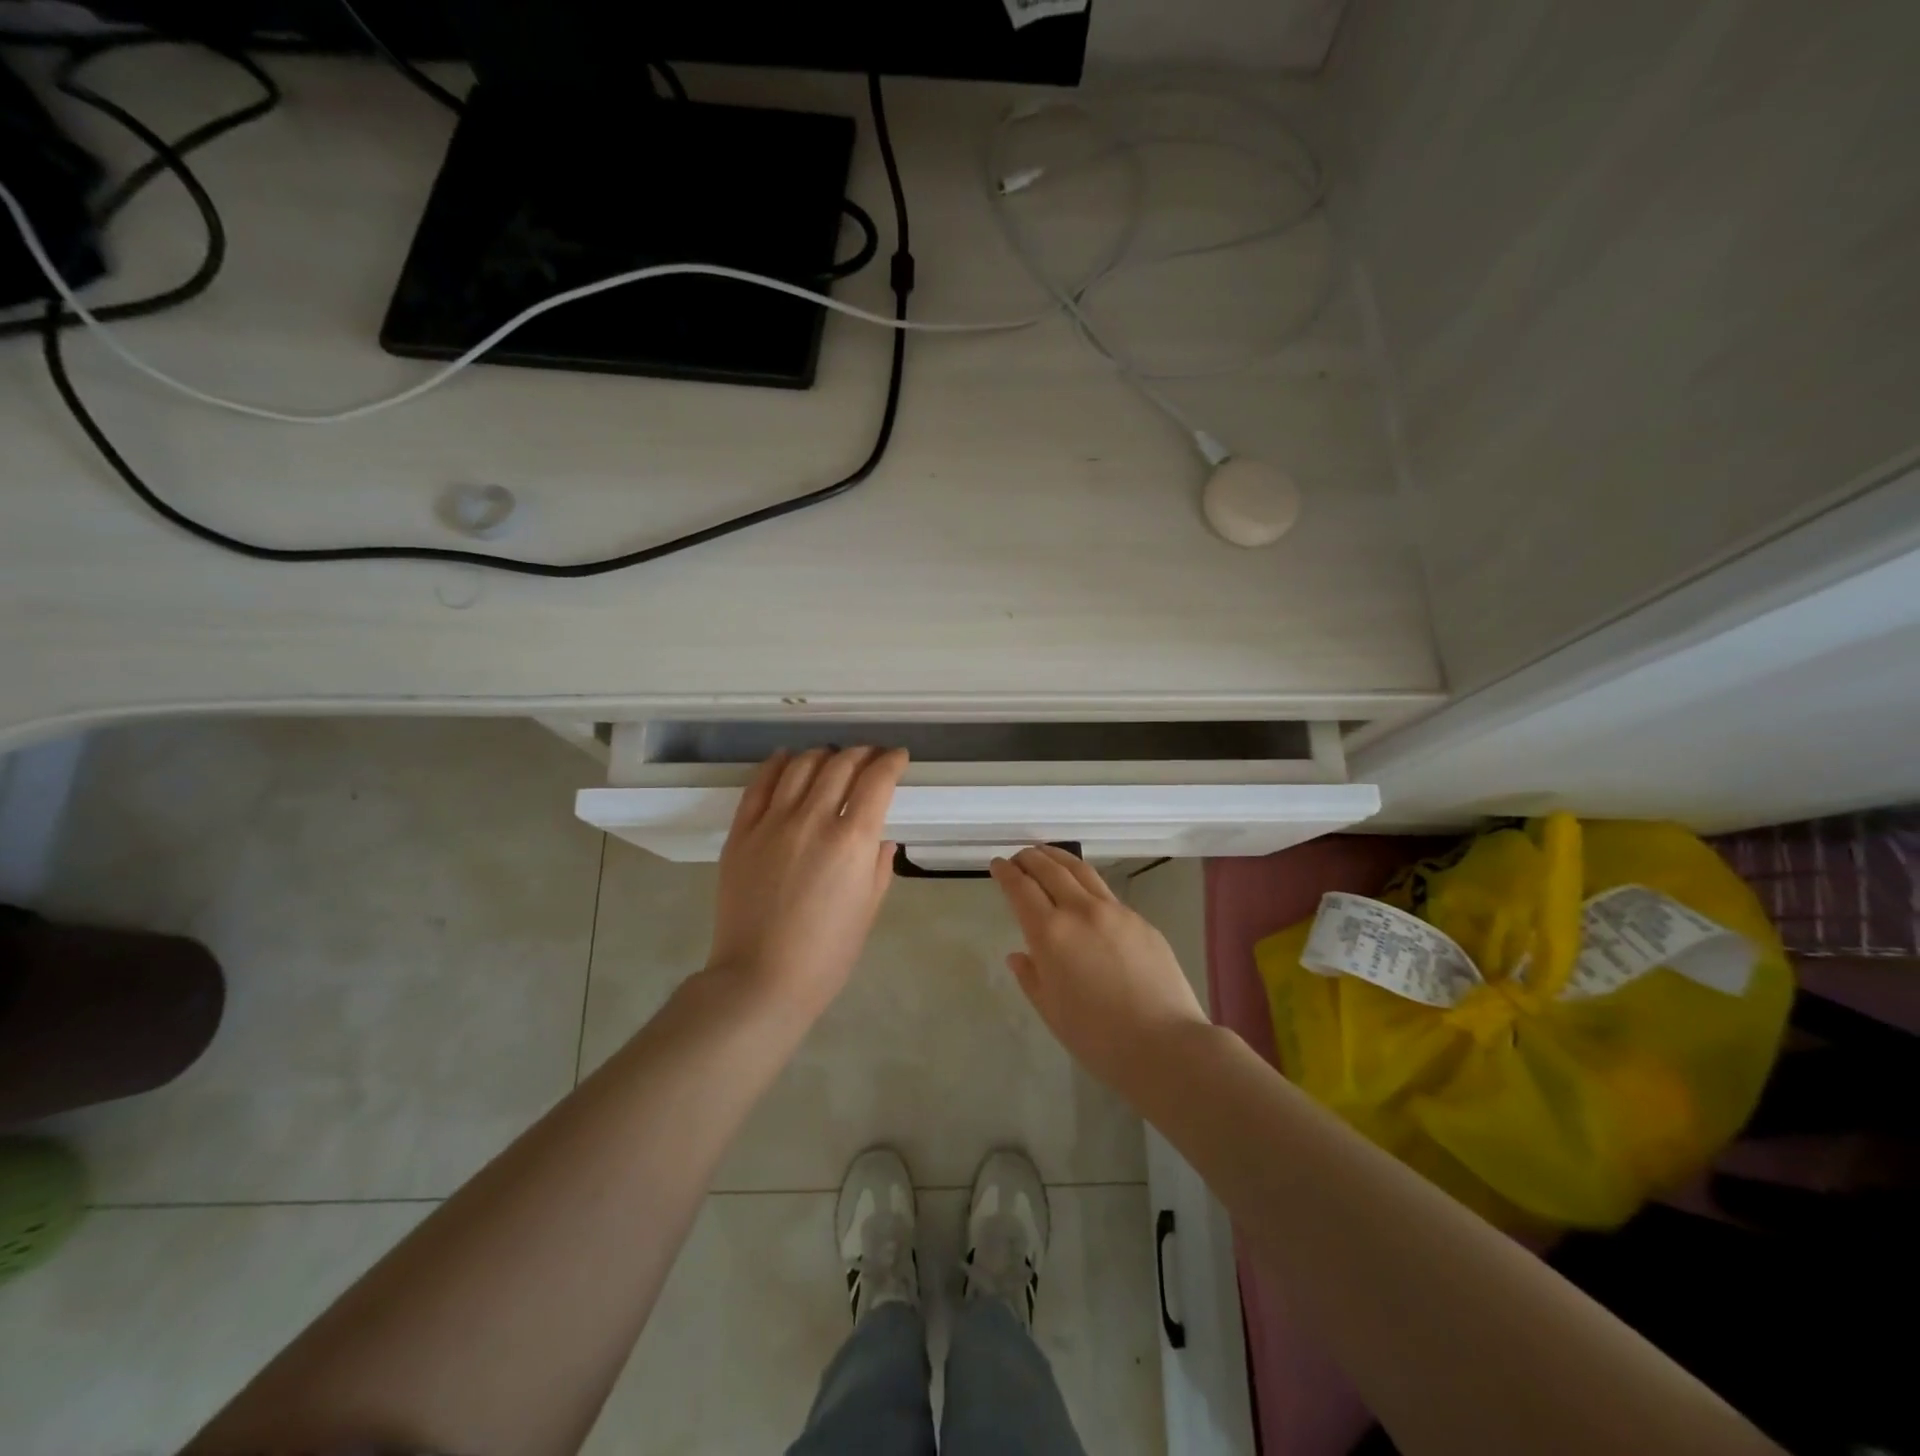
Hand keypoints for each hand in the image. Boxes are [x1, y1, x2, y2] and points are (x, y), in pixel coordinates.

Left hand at [706, 747, 908, 1018]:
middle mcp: (813, 819)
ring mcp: (773, 823)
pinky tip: (786, 758)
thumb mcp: (869, 909)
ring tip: (830, 757)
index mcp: (852, 840)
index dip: (891, 761)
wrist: (760, 979)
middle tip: (869, 757)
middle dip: (861, 754)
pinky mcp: (742, 832)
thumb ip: (878, 865)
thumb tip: (879, 837)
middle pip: (840, 765)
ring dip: (822, 755)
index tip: (898, 758)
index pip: (877, 780)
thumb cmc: (827, 954)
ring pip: (800, 766)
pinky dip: (776, 764)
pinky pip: (760, 785)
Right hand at [990, 846, 1209, 1093]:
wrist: (1165, 1045)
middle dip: (1030, 858)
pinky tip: (1085, 894)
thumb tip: (1019, 955)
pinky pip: (1106, 893)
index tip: (997, 864)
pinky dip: (1086, 884)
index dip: (1006, 873)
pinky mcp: (1141, 921)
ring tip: (1047, 856)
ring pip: (1081, 871)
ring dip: (1059, 859)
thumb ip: (1031, 977)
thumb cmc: (1098, 1038)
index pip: (1021, 888)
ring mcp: (1115, 912)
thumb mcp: (1051, 1011)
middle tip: (1019, 856)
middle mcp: (1081, 911)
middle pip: (1050, 869)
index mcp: (1050, 933)